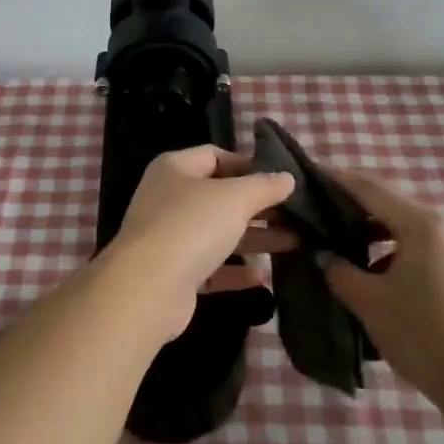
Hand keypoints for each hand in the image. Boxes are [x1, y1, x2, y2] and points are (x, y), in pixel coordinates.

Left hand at [102, 146, 296, 339]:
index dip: (248, 164)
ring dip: (254, 238)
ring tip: (294, 243)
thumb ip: (264, 186)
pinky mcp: (174, 274)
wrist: (148, 288)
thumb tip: (287, 178)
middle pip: (219, 196)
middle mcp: (168, 198)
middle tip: (295, 214)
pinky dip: (235, 271)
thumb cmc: (191, 226)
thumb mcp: (235, 198)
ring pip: (218, 232)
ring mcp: (169, 237)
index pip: (214, 155)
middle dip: (258, 205)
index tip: (280, 179)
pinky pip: (211, 267)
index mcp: (175, 169)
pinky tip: (263, 277)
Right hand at [321, 170, 443, 390]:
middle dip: (352, 211)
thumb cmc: (423, 332)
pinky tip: (370, 277)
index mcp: (421, 223)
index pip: (370, 189)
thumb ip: (340, 271)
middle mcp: (443, 227)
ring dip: (372, 236)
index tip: (308, 178)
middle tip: (317, 218)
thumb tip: (323, 255)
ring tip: (338, 249)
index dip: (337, 181)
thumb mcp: (370, 301)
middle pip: (389, 207)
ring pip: (404, 231)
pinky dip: (391, 255)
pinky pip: (419, 251)